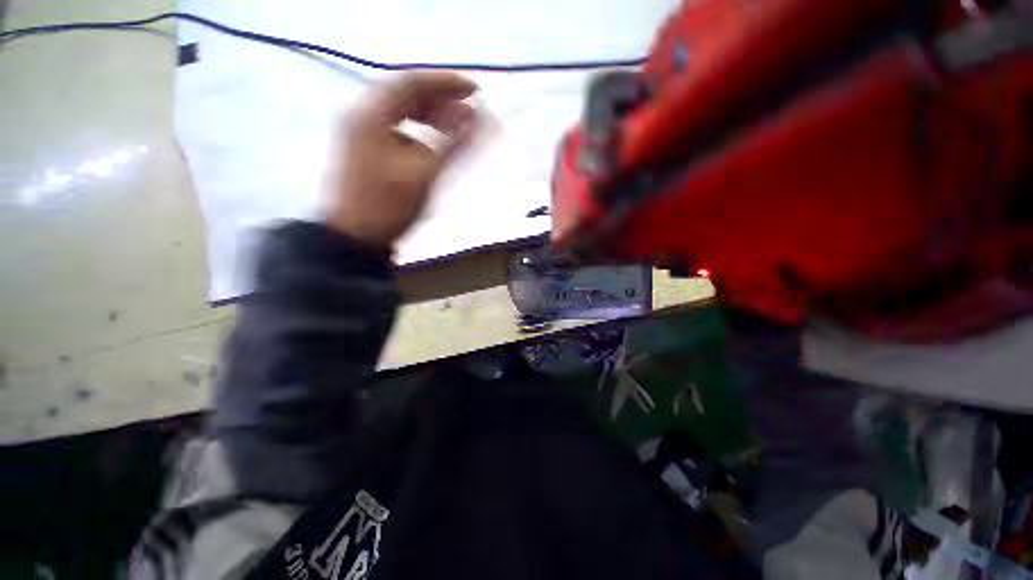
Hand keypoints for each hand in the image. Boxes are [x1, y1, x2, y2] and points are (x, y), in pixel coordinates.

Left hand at [321, 72, 478, 249]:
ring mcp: (361, 134)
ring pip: (399, 112)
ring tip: (454, 126)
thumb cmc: (389, 206)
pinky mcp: (365, 151)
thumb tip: (478, 117)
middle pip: (404, 94)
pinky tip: (431, 144)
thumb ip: (453, 144)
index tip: (475, 91)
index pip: (413, 82)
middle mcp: (362, 116)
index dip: (446, 83)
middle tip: (468, 110)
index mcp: (372, 115)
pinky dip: (418, 131)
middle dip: (439, 98)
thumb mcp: (425, 174)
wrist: (355, 238)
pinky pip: (395, 129)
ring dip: (429, 115)